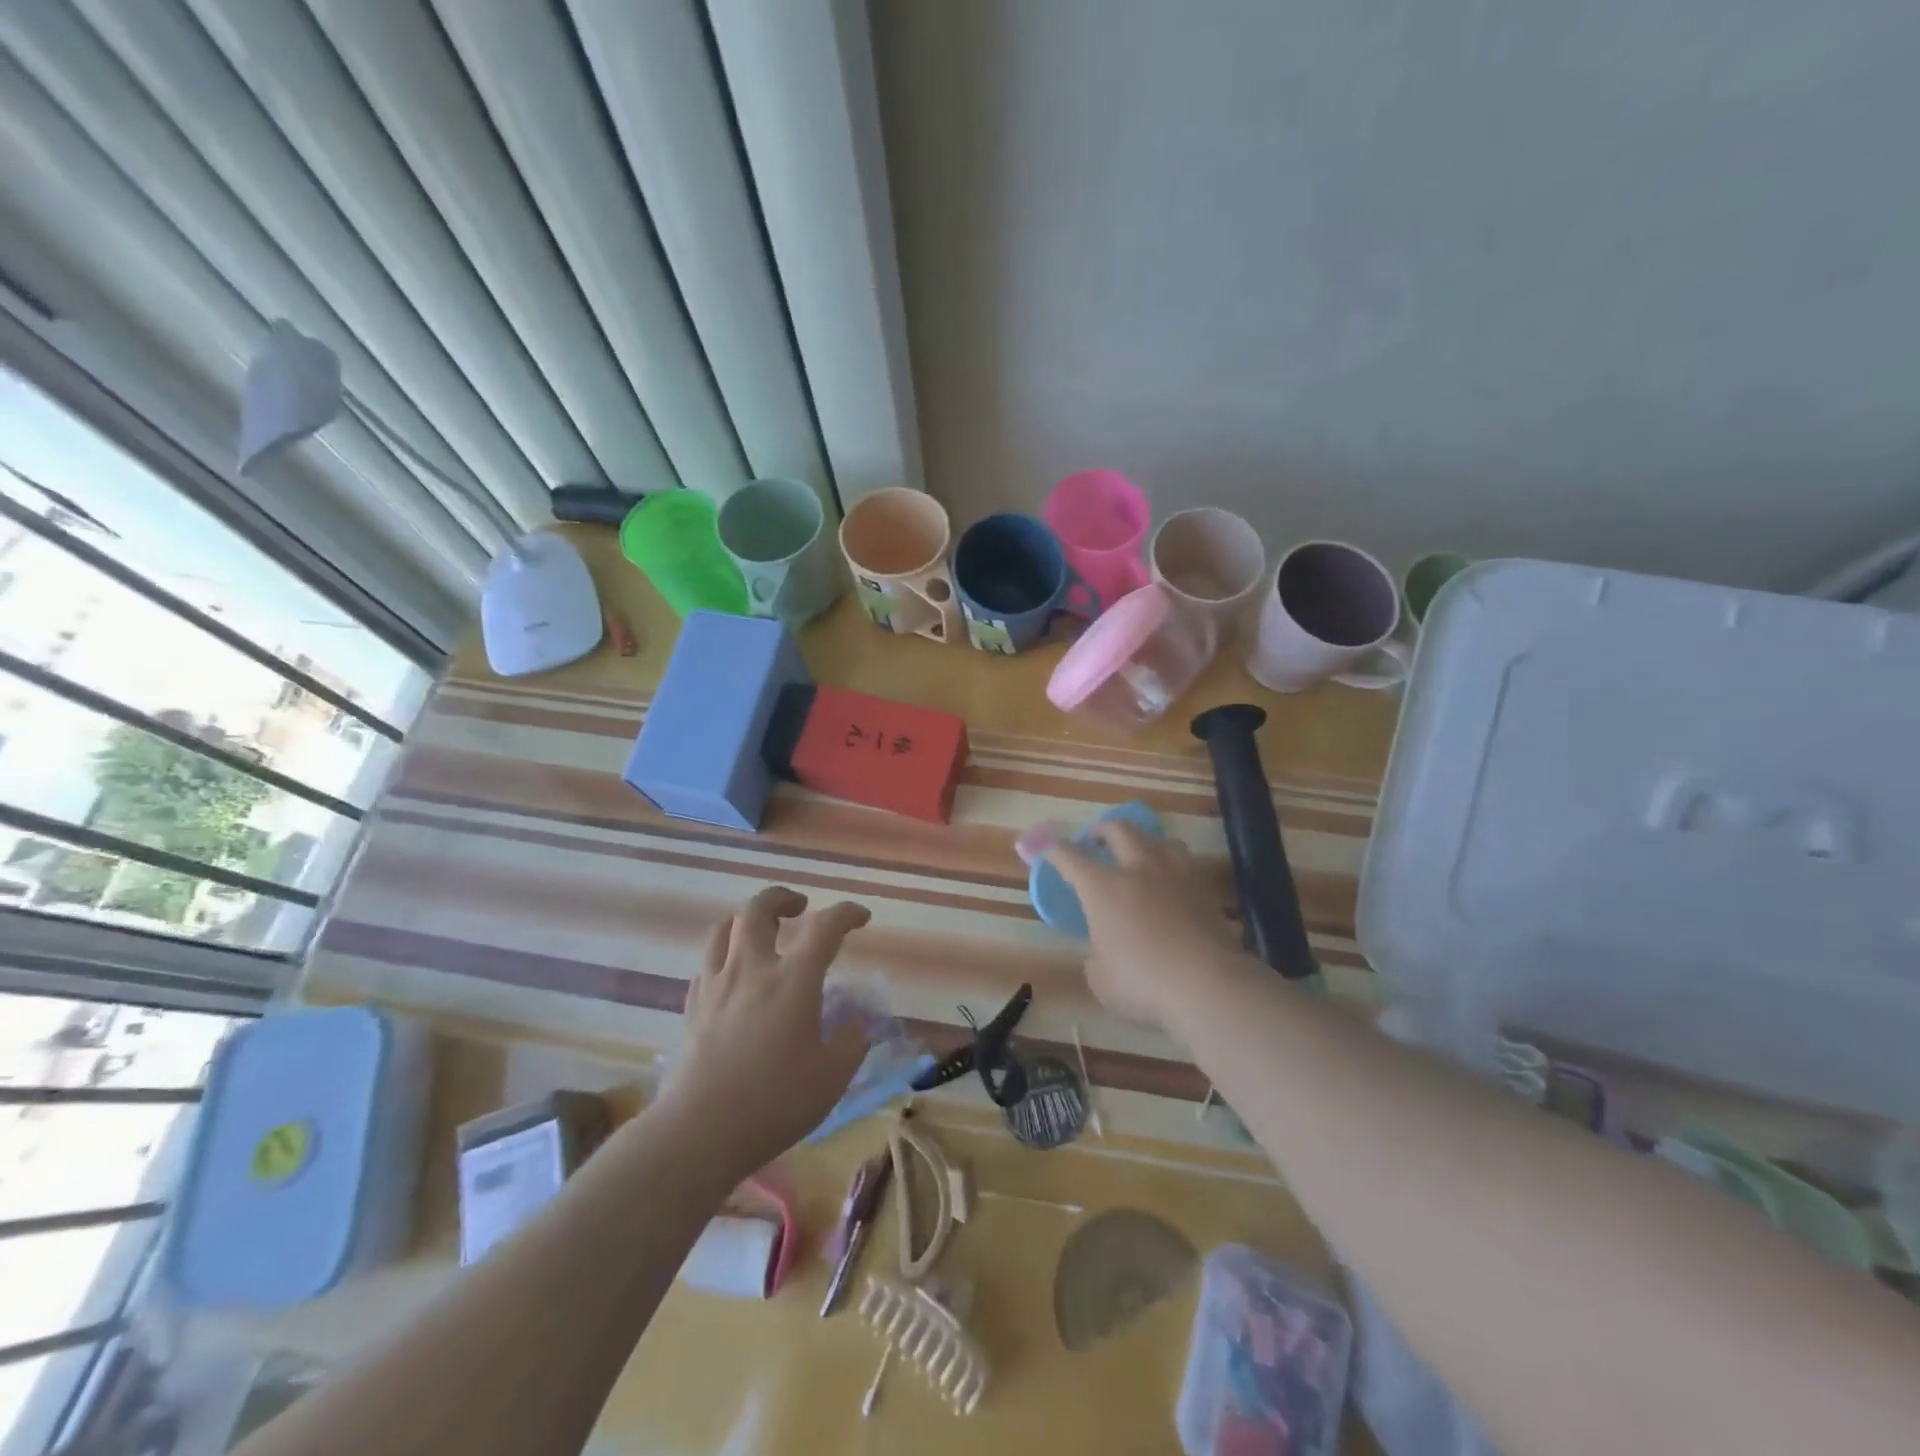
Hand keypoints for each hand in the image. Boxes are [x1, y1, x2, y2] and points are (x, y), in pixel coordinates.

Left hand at [662, 887, 871, 1174]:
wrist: (701, 1130)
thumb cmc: (775, 1101)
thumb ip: (851, 1042)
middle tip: (799, 907)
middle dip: (782, 897)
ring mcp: (717, 985)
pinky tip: (733, 973)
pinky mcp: (693, 1007)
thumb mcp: (832, 1076)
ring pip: (723, 928)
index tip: (861, 917)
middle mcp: (752, 969)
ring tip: (761, 931)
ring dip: (746, 919)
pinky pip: (707, 963)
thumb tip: (855, 1024)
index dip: (846, 913)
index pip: (825, 927)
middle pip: (758, 909)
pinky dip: (724, 955)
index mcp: (793, 979)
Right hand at [1044, 823, 1240, 1027]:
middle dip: (1103, 829)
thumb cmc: (1142, 983)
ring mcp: (1175, 876)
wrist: (1208, 985)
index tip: (1047, 847)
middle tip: (1096, 838)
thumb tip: (1103, 953)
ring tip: (1139, 852)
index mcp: (1102, 888)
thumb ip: (1096, 959)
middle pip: (1119, 830)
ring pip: (1158, 840)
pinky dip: (1170, 865)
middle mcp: (1137, 870)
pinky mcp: (1204, 891)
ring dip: (1143, 841)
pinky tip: (1170, 882)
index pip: (1071, 857)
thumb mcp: (1102, 980)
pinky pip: (1184, 864)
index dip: (1055, 850)